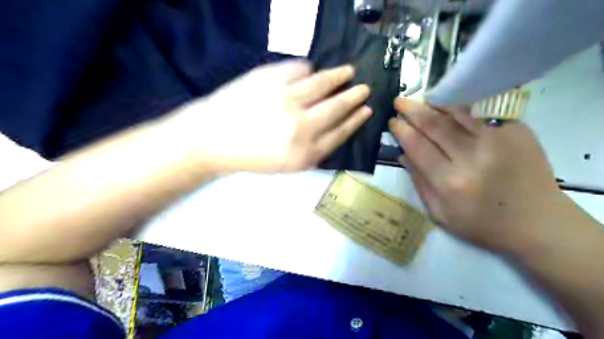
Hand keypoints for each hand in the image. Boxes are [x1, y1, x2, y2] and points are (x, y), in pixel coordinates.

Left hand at [168, 60, 368, 171]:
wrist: (212, 140)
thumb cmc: (251, 157)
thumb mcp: (287, 166)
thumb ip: (314, 150)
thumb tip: (334, 128)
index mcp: (306, 154)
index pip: (341, 133)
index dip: (356, 120)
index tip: (367, 110)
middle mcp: (301, 127)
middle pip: (338, 107)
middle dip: (355, 97)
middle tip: (364, 89)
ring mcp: (287, 100)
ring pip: (323, 83)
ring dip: (340, 76)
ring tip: (348, 72)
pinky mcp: (271, 79)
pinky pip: (299, 68)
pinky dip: (308, 69)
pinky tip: (311, 70)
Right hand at [390, 96, 568, 252]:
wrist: (537, 223)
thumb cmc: (482, 224)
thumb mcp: (440, 213)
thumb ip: (419, 182)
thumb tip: (403, 154)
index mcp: (450, 182)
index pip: (418, 147)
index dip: (402, 131)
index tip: (393, 121)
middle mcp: (472, 157)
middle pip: (435, 125)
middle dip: (412, 111)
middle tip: (398, 101)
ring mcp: (497, 140)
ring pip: (457, 113)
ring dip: (434, 104)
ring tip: (419, 100)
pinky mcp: (516, 131)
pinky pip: (480, 113)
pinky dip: (460, 107)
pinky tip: (447, 105)